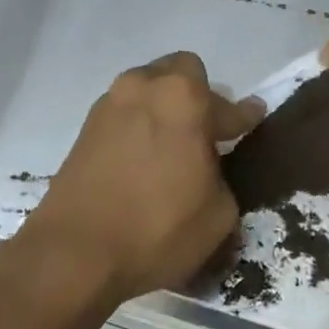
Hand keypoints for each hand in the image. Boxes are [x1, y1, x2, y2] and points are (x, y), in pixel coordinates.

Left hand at [20, 53, 264, 306]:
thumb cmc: (157, 230)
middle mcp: (144, 88)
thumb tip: (210, 169)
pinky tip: (144, 159)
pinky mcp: (84, 129)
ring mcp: (109, 105)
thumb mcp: (218, 214)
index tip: (254, 118)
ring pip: (148, 90)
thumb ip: (222, 177)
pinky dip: (139, 126)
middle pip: (181, 72)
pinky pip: (124, 114)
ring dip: (164, 108)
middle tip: (207, 132)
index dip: (245, 116)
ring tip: (173, 145)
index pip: (228, 105)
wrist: (74, 255)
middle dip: (199, 95)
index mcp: (184, 98)